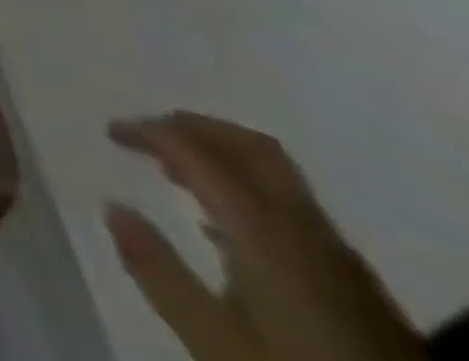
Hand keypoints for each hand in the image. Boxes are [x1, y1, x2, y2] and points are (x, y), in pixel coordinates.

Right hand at [106, 112, 423, 360]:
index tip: (111, 131)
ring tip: (180, 172)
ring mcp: (339, 256)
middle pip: (252, 148)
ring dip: (224, 157)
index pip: (197, 152)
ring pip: (278, 176)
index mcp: (264, 228)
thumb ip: (159, 271)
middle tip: (151, 132)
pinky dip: (250, 190)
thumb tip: (112, 206)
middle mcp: (304, 227)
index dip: (148, 131)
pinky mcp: (358, 284)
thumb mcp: (214, 340)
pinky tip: (231, 225)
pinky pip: (296, 209)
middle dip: (196, 128)